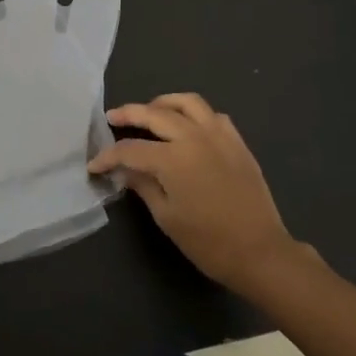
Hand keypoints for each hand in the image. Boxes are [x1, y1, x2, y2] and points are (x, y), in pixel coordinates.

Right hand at [87, 93, 301, 296]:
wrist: (260, 252)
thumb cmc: (208, 242)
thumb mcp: (166, 217)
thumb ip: (143, 186)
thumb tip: (125, 170)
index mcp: (173, 159)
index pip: (131, 149)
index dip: (108, 156)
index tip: (95, 165)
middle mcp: (195, 138)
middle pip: (155, 114)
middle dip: (130, 113)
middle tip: (113, 117)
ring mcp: (220, 136)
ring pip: (188, 103)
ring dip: (164, 103)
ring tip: (150, 112)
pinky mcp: (237, 142)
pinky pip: (212, 115)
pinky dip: (194, 114)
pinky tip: (186, 127)